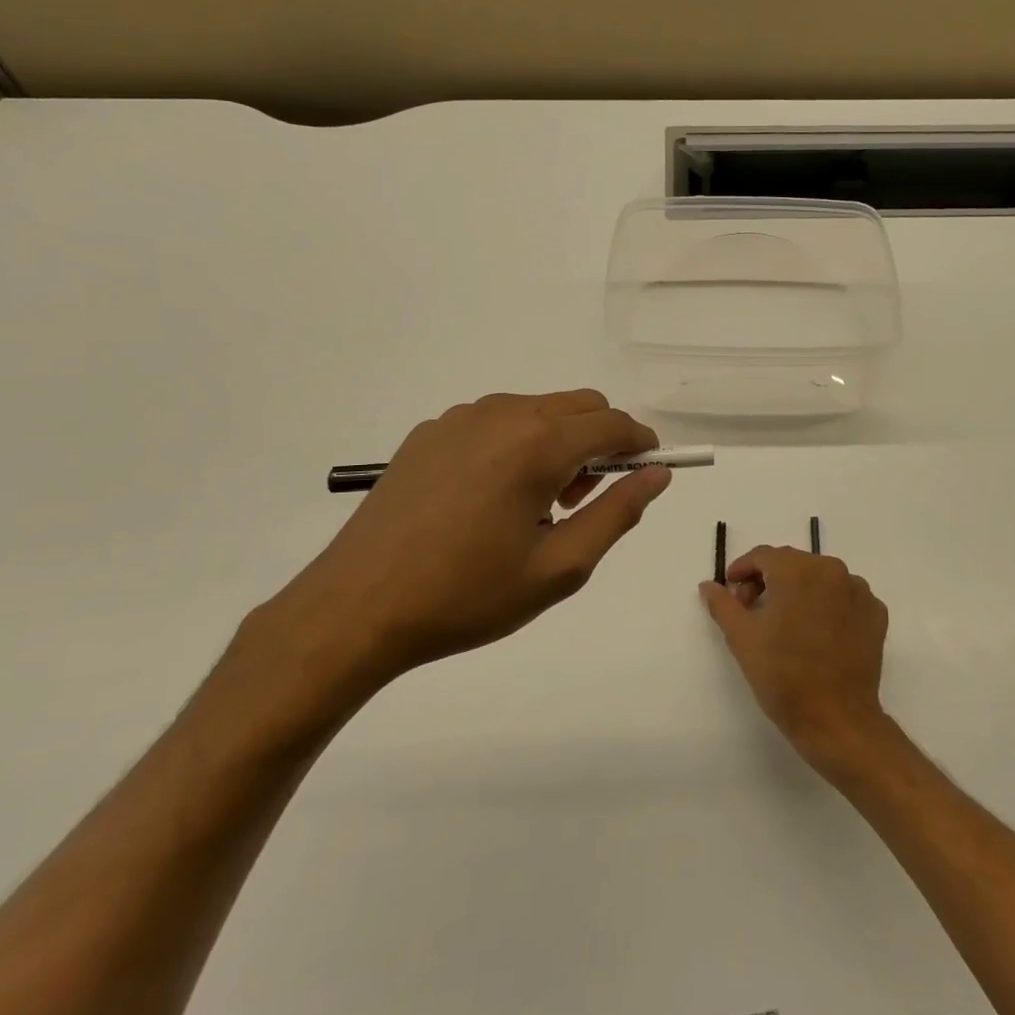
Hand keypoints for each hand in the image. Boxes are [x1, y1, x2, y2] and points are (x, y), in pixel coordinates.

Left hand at [260, 391, 671, 706]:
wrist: (357, 608)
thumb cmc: (468, 595)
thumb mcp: (559, 567)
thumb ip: (618, 513)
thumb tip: (658, 475)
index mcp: (537, 444)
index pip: (613, 423)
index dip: (641, 443)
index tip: (651, 470)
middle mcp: (501, 415)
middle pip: (578, 405)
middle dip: (600, 441)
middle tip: (585, 499)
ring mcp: (459, 419)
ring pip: (536, 410)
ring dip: (557, 442)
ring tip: (537, 505)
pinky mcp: (429, 433)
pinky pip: (494, 422)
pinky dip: (515, 444)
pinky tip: (490, 499)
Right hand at [700, 546, 890, 769]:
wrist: (836, 719)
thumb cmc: (783, 675)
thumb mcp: (742, 637)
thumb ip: (723, 604)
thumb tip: (709, 585)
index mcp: (798, 570)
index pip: (763, 556)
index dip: (742, 570)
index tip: (731, 590)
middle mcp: (832, 570)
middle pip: (792, 564)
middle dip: (769, 580)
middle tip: (752, 609)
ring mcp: (859, 591)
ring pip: (820, 578)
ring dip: (799, 591)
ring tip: (785, 622)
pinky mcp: (876, 613)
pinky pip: (844, 597)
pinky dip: (828, 605)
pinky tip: (816, 631)